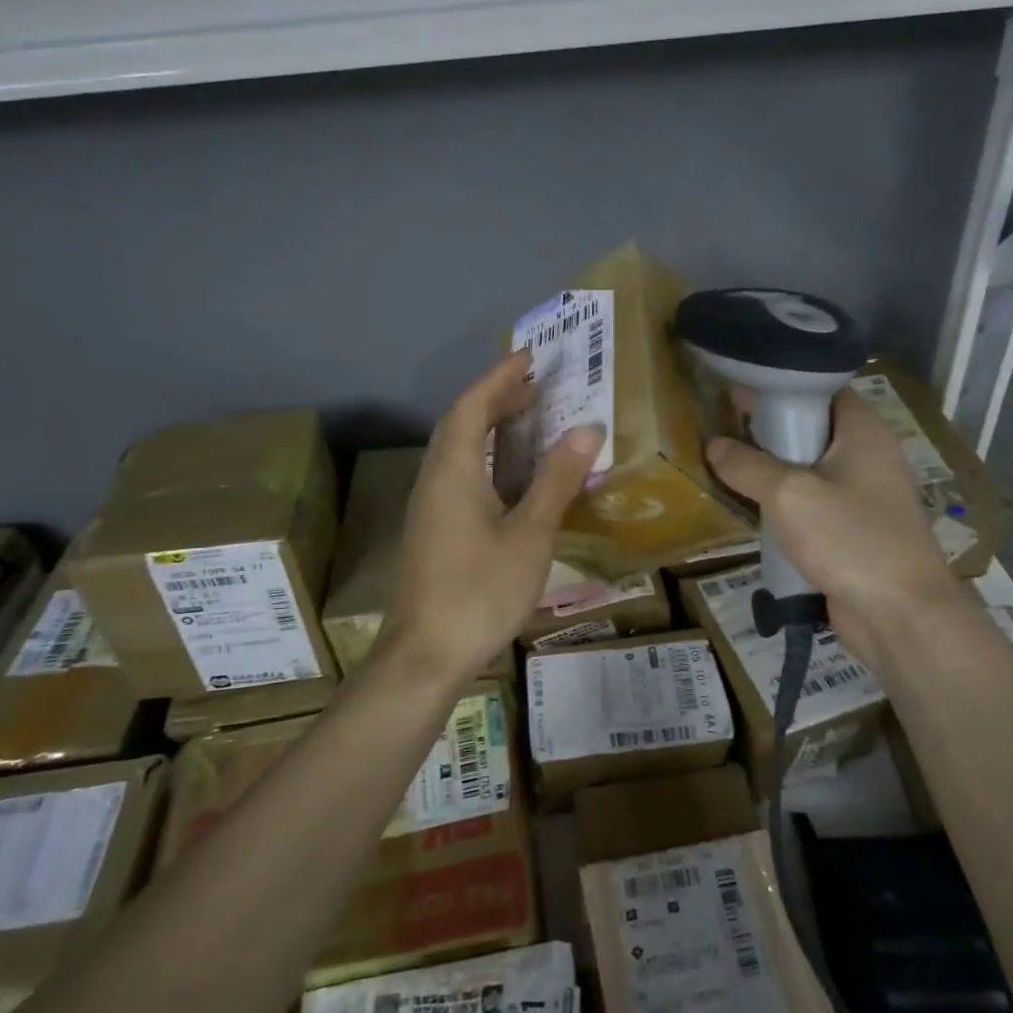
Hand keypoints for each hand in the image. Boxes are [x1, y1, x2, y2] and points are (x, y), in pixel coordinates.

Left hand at [381, 352, 604, 684]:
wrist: (425, 656)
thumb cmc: (479, 590)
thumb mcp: (529, 534)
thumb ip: (556, 480)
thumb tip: (587, 429)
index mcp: (453, 469)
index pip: (473, 404)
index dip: (500, 377)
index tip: (531, 356)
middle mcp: (435, 478)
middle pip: (463, 423)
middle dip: (498, 398)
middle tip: (539, 385)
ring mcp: (431, 506)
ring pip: (460, 451)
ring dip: (492, 428)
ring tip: (532, 420)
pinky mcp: (435, 530)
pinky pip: (462, 475)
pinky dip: (489, 459)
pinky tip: (514, 476)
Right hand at [705, 387, 954, 650]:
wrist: (901, 616)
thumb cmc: (850, 539)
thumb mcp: (789, 494)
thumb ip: (747, 465)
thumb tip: (714, 445)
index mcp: (863, 431)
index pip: (821, 388)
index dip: (780, 386)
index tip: (736, 391)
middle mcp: (867, 455)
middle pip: (811, 428)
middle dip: (768, 428)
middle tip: (721, 428)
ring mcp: (862, 495)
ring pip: (808, 468)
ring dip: (771, 469)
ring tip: (725, 464)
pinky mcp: (852, 530)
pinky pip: (812, 503)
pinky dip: (784, 502)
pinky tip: (750, 507)